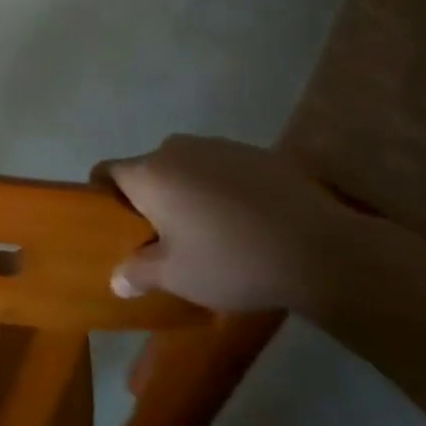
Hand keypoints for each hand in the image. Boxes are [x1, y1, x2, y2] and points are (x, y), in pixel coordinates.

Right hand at [96, 136, 352, 312]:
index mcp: (149, 173)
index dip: (104, 197)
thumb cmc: (232, 261)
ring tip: (211, 230)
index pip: (106, 172)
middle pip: (148, 170)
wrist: (321, 248)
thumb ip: (139, 273)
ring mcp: (218, 146)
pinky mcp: (256, 153)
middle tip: (166, 237)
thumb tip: (116, 279)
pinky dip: (223, 188)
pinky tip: (247, 221)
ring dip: (188, 191)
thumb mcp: (178, 277)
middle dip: (151, 198)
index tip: (118, 226)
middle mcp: (175, 149)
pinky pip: (222, 168)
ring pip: (186, 167)